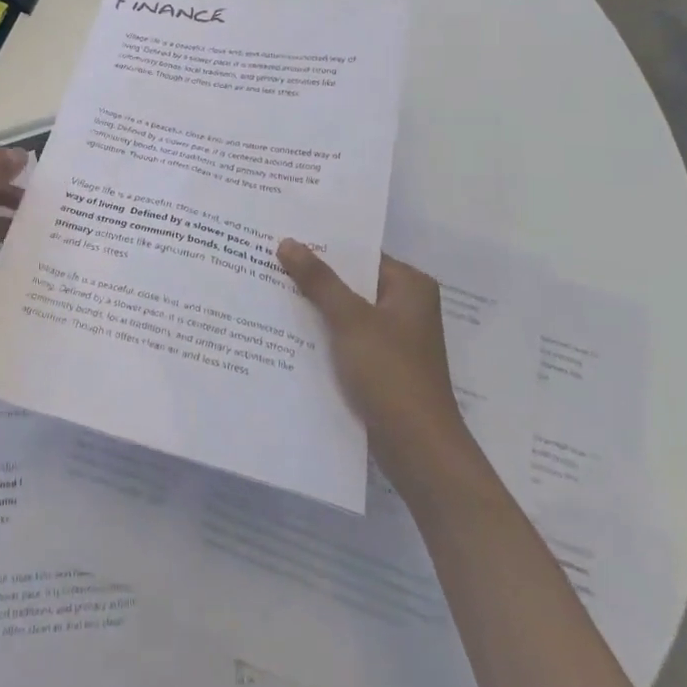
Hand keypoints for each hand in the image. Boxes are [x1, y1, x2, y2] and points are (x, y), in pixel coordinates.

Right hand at [276, 242, 465, 459]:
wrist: (418, 449)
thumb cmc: (390, 373)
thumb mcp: (350, 320)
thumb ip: (319, 280)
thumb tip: (288, 242)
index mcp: (410, 286)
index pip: (359, 254)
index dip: (322, 246)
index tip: (283, 237)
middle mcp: (406, 306)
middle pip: (351, 282)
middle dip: (313, 276)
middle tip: (268, 260)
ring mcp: (394, 337)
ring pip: (346, 311)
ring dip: (315, 306)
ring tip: (269, 289)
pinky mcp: (382, 364)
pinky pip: (346, 337)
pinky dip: (323, 333)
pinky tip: (287, 330)